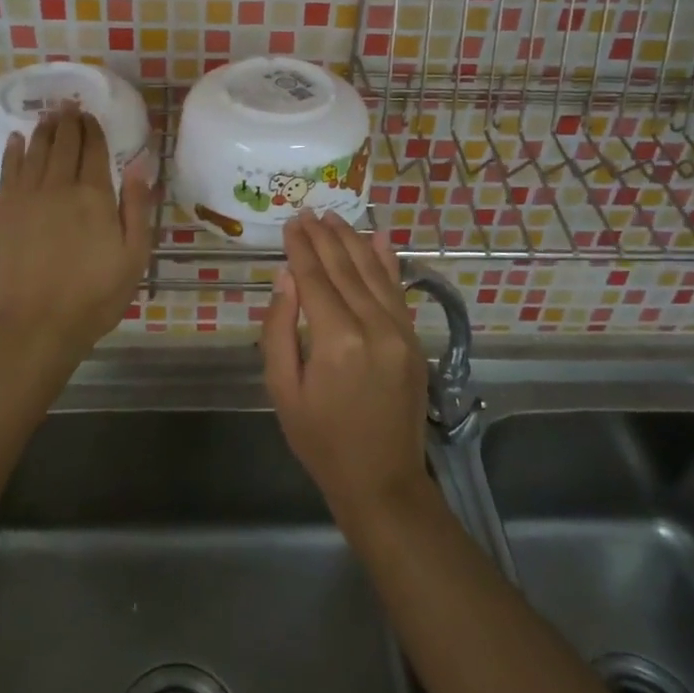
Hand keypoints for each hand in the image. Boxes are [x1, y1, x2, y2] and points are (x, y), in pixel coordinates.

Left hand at [0, 109, 152, 377]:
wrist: (36, 324)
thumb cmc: (94, 295)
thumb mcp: (134, 256)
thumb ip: (136, 207)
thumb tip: (138, 165)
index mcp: (94, 195)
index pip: (93, 149)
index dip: (93, 129)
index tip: (91, 115)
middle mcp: (58, 186)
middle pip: (63, 144)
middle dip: (68, 122)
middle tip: (68, 106)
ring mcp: (26, 197)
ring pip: (35, 151)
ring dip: (44, 130)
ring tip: (48, 115)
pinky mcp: (3, 212)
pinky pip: (9, 170)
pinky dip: (15, 151)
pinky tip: (18, 140)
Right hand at [261, 212, 430, 526]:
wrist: (382, 480)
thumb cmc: (321, 440)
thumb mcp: (283, 391)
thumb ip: (279, 330)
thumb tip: (286, 277)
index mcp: (336, 340)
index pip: (315, 279)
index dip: (301, 248)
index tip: (290, 223)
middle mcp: (373, 326)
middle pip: (345, 269)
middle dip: (324, 237)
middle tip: (308, 212)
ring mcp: (400, 331)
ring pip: (373, 272)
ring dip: (352, 241)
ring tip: (334, 217)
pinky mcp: (413, 339)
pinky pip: (398, 290)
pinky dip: (388, 262)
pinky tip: (378, 238)